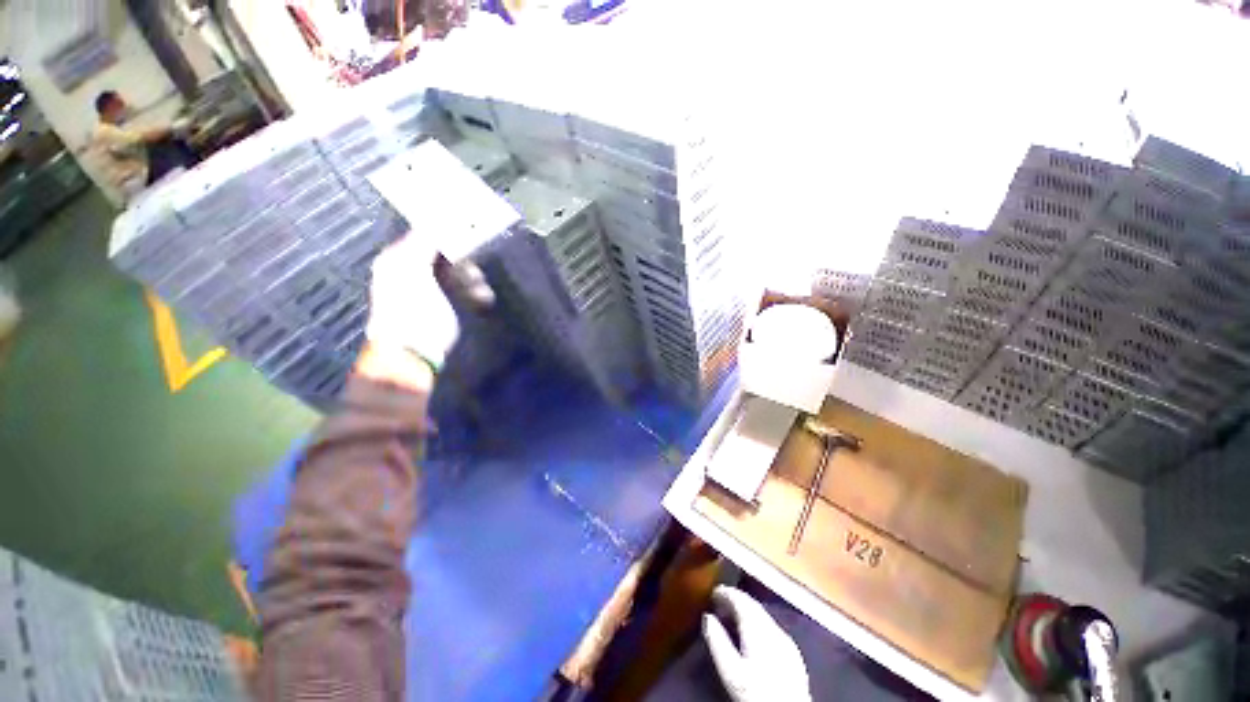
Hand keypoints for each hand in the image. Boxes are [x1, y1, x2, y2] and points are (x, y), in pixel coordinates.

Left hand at [363, 233, 493, 369]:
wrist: (413, 353)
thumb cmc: (412, 311)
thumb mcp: (411, 271)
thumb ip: (422, 243)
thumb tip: (437, 219)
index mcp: (400, 258)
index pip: (427, 234)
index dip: (449, 233)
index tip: (474, 233)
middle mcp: (413, 269)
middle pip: (446, 254)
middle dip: (466, 262)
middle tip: (477, 274)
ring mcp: (430, 289)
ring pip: (458, 273)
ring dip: (473, 280)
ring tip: (482, 294)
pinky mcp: (445, 306)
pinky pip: (463, 291)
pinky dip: (474, 293)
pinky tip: (482, 301)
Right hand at [702, 586, 811, 701]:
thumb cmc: (756, 692)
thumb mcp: (730, 670)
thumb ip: (717, 641)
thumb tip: (707, 617)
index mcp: (757, 626)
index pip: (740, 598)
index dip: (725, 592)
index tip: (712, 592)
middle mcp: (772, 626)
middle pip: (752, 604)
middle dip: (735, 600)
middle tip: (720, 603)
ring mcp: (785, 638)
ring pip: (762, 615)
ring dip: (746, 611)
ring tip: (732, 618)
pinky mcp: (792, 652)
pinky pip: (771, 627)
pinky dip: (758, 624)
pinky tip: (752, 636)